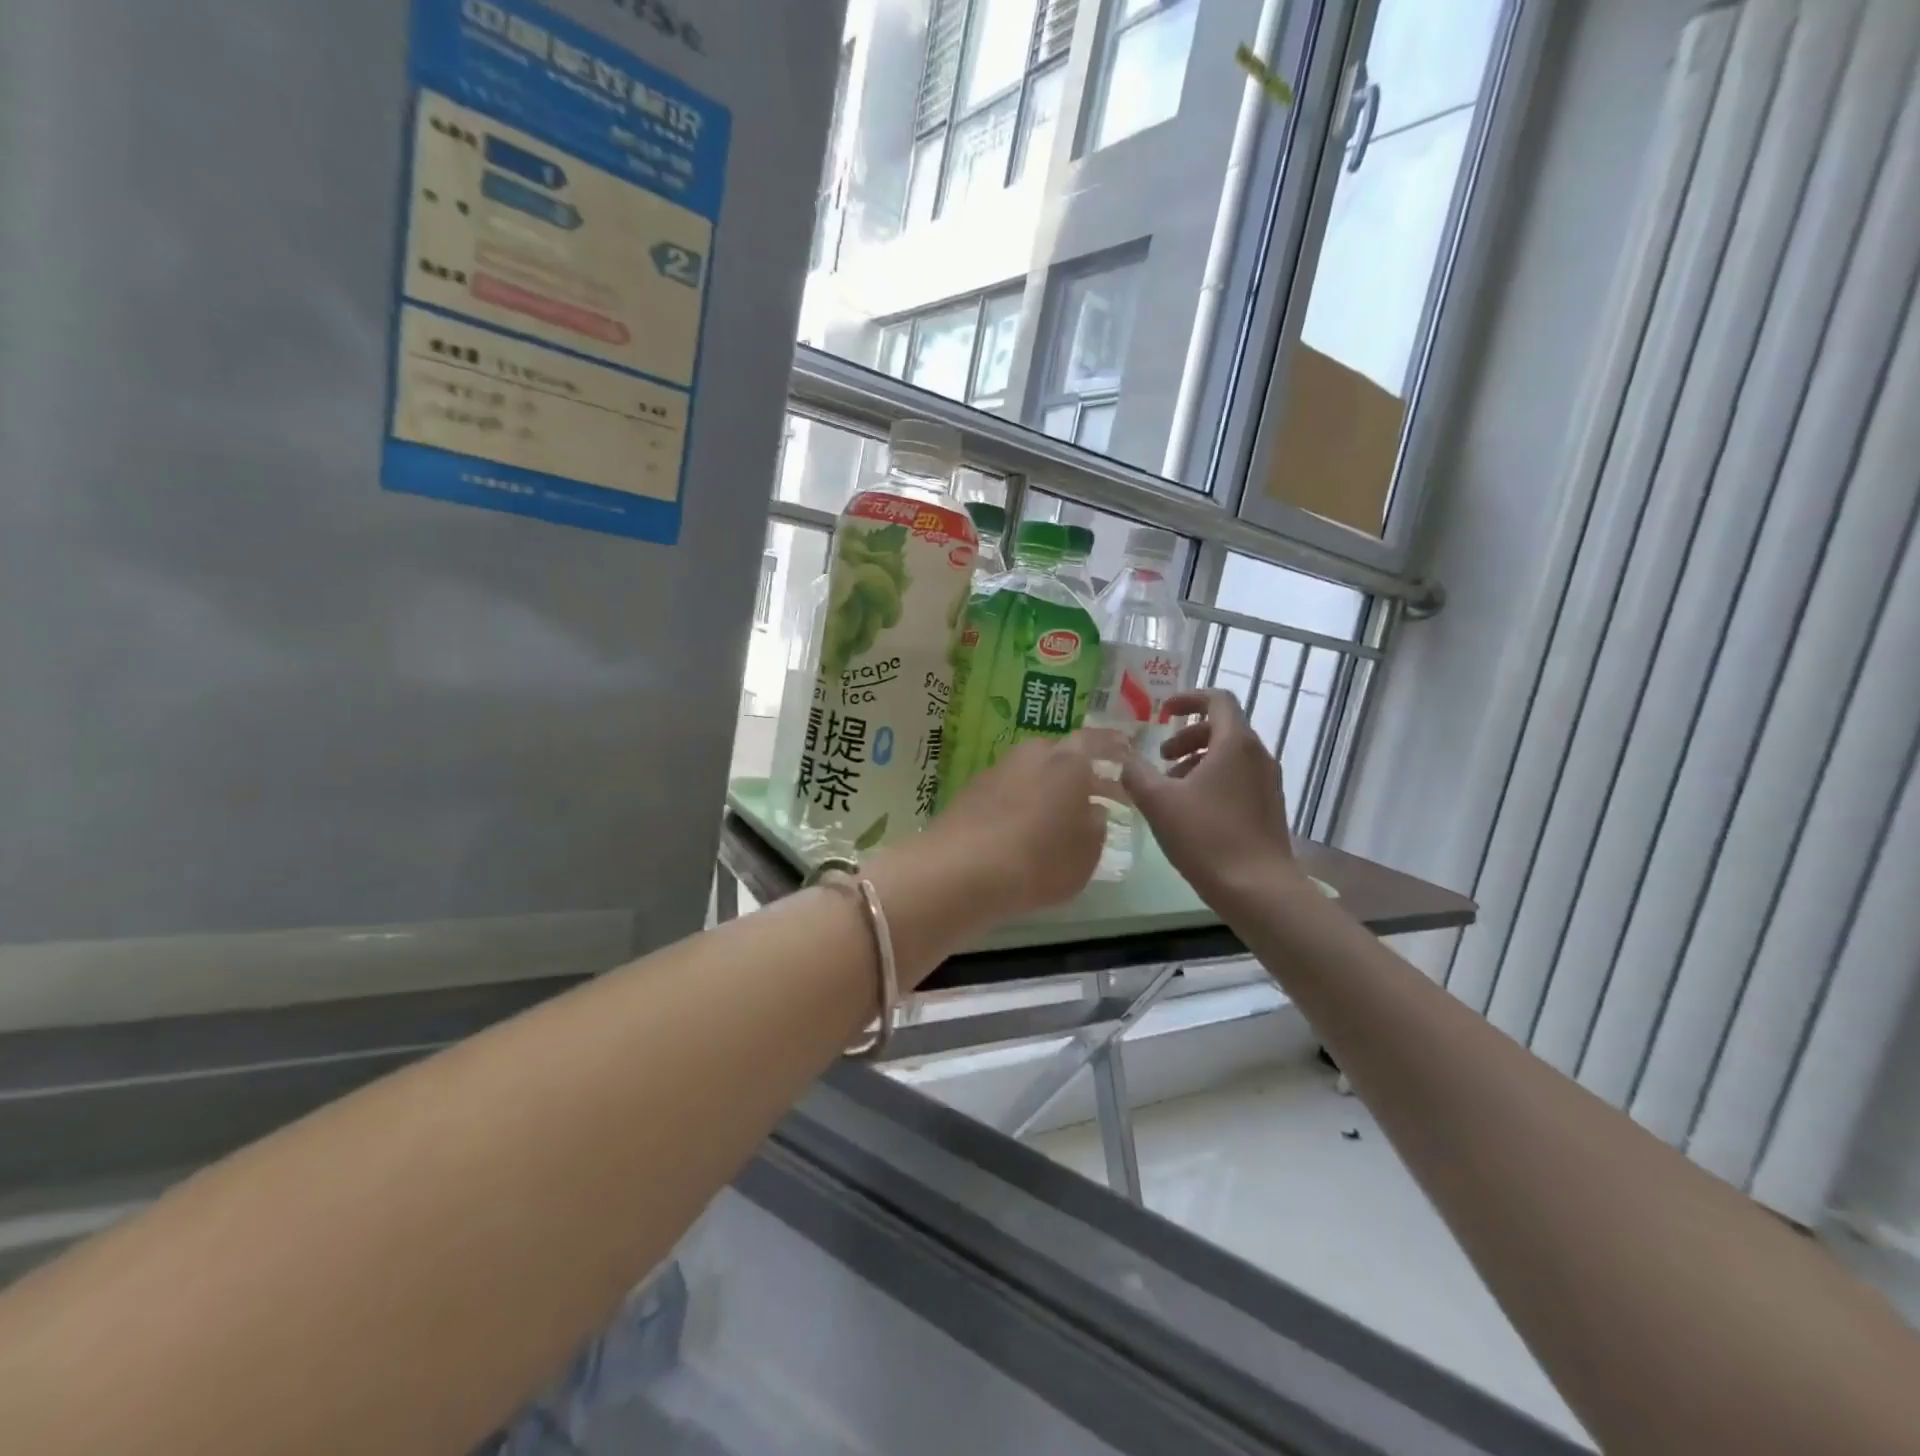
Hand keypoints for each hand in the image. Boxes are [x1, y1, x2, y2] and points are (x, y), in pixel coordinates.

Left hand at [928, 734, 1109, 919]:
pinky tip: (1022, 829)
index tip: (1126, 753)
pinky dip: (1020, 803)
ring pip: (1032, 772)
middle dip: (1078, 771)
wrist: (958, 871)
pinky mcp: (970, 792)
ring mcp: (997, 770)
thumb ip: (1096, 828)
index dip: (1114, 747)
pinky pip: (1008, 791)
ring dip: (1047, 788)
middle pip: (1061, 755)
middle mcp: (1032, 755)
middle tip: (1092, 795)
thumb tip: (1092, 811)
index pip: (1098, 741)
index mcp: (1069, 761)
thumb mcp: (1086, 855)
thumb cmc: (1037, 861)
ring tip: (1057, 817)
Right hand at [1121, 690, 1299, 908]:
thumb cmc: (1206, 837)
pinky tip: (1191, 812)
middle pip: (1221, 728)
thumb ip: (1136, 772)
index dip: (1188, 698)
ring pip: (1229, 756)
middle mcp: (1258, 755)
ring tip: (1170, 789)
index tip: (1163, 713)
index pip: (1217, 699)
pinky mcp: (1269, 807)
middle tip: (1160, 758)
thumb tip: (1124, 757)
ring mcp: (1268, 782)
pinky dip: (1212, 780)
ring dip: (1197, 761)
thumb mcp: (1158, 801)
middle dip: (1186, 736)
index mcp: (1235, 743)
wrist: (1258, 889)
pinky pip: (1238, 778)